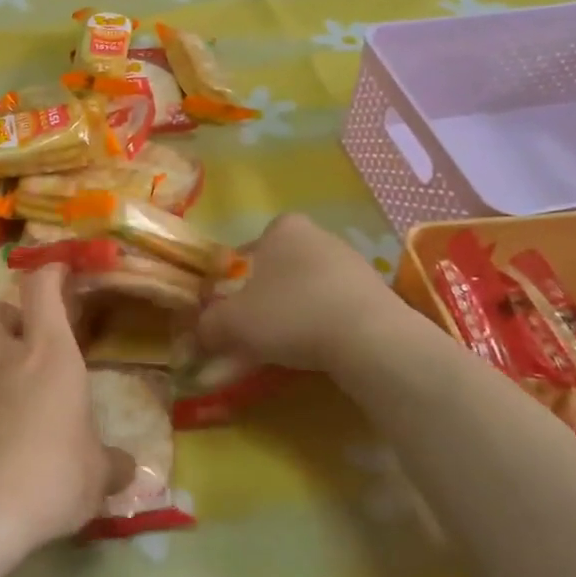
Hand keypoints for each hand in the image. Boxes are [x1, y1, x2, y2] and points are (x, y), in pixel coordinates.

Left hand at [0, 263, 133, 555]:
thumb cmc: (52, 478)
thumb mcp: (97, 476)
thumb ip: (112, 464)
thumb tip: (127, 467)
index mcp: (50, 354)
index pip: (42, 288)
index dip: (49, 272)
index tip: (59, 272)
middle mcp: (5, 357)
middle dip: (5, 315)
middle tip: (23, 338)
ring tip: (6, 391)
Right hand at [198, 213, 422, 372]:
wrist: (369, 339)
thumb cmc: (291, 314)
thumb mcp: (233, 323)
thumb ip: (208, 325)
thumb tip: (198, 334)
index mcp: (283, 228)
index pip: (253, 245)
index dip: (239, 275)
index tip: (236, 304)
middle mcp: (319, 235)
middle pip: (282, 265)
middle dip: (269, 293)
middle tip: (257, 326)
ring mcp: (353, 261)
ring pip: (311, 285)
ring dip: (298, 309)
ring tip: (288, 344)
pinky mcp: (378, 291)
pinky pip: (338, 304)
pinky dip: (325, 322)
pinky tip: (320, 348)